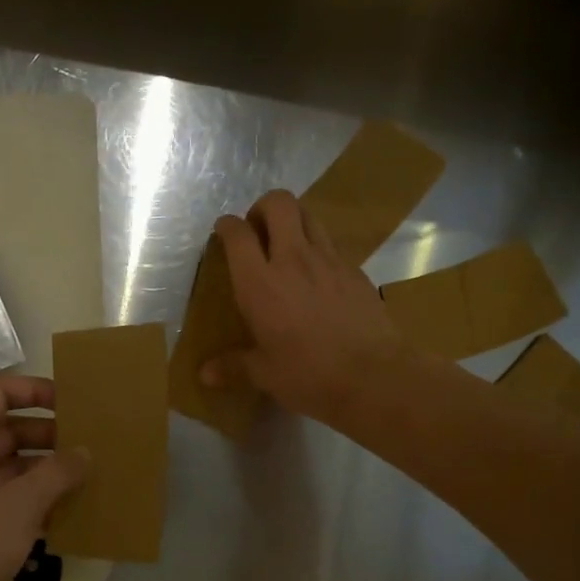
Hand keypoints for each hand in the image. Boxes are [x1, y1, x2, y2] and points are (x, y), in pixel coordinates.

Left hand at [0, 375, 88, 580]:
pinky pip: (15, 499)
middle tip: (93, 441)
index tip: (72, 402)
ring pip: (16, 466)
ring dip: (50, 469)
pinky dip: (41, 499)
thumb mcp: (20, 502)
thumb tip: (86, 452)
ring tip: (93, 473)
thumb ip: (58, 472)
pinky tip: (75, 509)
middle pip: (10, 429)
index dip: (35, 390)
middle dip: (51, 433)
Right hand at [200, 190, 412, 427]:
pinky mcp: (356, 270)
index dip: (227, 226)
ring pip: (309, 215)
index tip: (223, 232)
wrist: (374, 376)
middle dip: (263, 208)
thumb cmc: (309, 375)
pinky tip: (318, 278)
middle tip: (258, 232)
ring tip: (287, 247)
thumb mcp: (265, 374)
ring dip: (293, 221)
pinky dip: (318, 249)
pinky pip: (332, 245)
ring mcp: (329, 261)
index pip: (238, 234)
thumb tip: (205, 375)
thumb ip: (234, 366)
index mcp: (260, 283)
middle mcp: (293, 259)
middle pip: (279, 203)